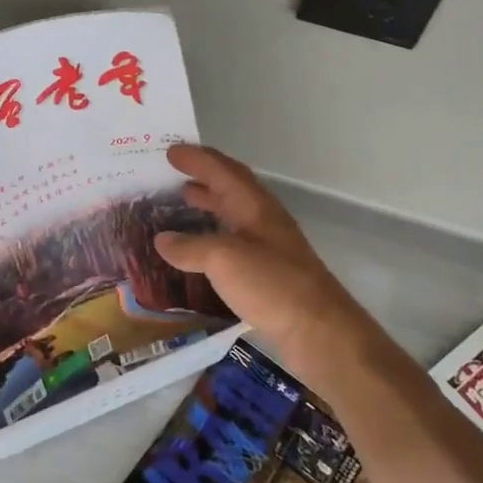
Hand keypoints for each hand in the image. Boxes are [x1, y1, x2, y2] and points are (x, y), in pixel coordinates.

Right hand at [152, 145, 384, 390]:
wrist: (320, 331)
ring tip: (182, 203)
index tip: (169, 150)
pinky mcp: (270, 273)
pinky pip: (235, 241)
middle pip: (232, 187)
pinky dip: (214, 235)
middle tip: (173, 173)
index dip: (196, 159)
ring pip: (234, 214)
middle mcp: (263, 220)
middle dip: (204, 176)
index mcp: (254, 206)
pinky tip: (200, 251)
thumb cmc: (272, 285)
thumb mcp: (223, 259)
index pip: (222, 170)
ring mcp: (269, 247)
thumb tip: (161, 240)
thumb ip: (190, 247)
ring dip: (210, 203)